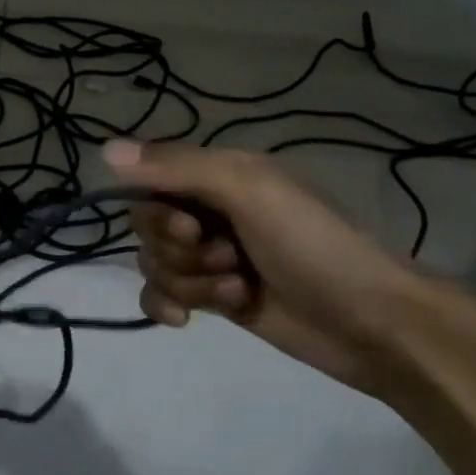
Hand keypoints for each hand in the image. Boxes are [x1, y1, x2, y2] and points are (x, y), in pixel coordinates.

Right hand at [104, 139, 429, 394]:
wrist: (371, 324)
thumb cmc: (313, 245)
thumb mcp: (249, 191)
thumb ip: (177, 168)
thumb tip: (103, 150)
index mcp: (219, 174)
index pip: (150, 181)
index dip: (159, 210)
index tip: (192, 227)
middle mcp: (209, 210)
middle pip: (148, 227)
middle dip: (180, 251)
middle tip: (229, 258)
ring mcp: (211, 257)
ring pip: (156, 264)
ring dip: (192, 283)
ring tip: (240, 290)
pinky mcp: (215, 298)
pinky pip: (161, 296)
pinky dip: (169, 306)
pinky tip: (188, 321)